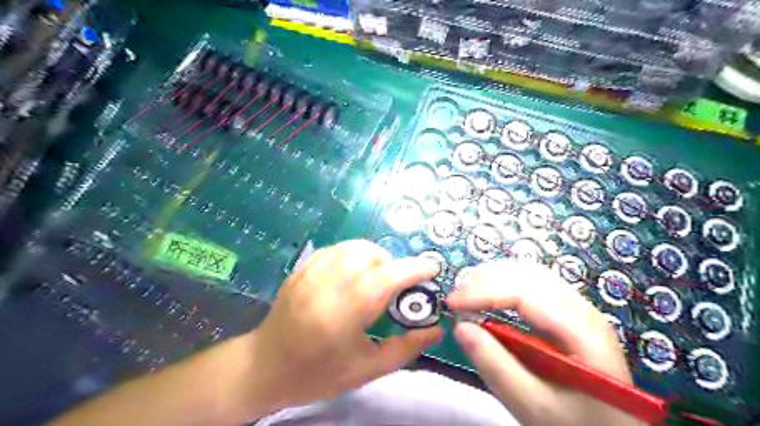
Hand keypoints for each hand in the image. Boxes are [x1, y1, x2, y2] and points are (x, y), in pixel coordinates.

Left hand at [247, 240, 443, 415]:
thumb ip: (405, 348)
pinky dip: (354, 254)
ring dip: (374, 256)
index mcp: (342, 316)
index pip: (384, 279)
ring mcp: (310, 274)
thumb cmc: (318, 374)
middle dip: (393, 263)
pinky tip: (354, 272)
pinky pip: (336, 248)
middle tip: (398, 284)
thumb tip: (436, 330)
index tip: (432, 268)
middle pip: (370, 255)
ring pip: (353, 246)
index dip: (412, 269)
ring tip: (377, 277)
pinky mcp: (302, 269)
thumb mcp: (366, 371)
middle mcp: (325, 288)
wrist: (264, 367)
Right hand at [447, 259, 643, 425]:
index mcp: (582, 330)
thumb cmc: (576, 423)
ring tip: (468, 292)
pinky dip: (506, 283)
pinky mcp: (569, 312)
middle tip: (456, 297)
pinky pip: (534, 284)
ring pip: (531, 274)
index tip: (451, 303)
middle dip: (486, 280)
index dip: (483, 292)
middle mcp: (583, 308)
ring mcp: (578, 307)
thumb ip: (496, 366)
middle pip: (528, 275)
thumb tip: (461, 326)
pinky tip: (491, 295)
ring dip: (495, 277)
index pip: (525, 293)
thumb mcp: (533, 405)